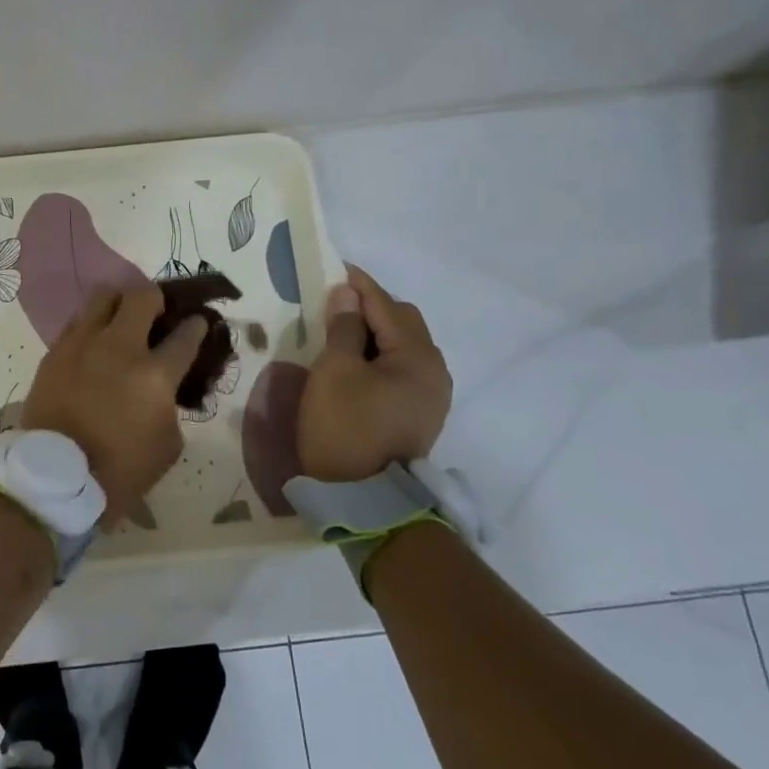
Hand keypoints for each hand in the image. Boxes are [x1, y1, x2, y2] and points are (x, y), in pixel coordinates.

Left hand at [21, 286, 207, 525]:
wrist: (55, 478)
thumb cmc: (119, 470)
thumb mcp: (167, 446)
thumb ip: (171, 406)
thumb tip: (165, 388)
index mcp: (154, 375)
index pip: (185, 335)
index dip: (196, 325)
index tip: (198, 321)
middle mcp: (119, 348)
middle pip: (142, 297)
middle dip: (157, 299)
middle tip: (157, 314)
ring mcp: (82, 345)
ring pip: (103, 297)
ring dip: (119, 303)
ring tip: (121, 319)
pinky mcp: (54, 352)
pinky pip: (76, 322)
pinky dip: (90, 325)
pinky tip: (93, 341)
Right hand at [297, 265, 451, 481]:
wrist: (364, 500)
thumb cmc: (344, 428)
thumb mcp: (334, 372)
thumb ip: (343, 328)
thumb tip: (347, 293)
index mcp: (418, 357)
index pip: (386, 306)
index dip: (359, 285)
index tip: (335, 269)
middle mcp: (435, 371)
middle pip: (403, 322)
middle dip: (370, 307)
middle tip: (333, 303)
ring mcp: (432, 395)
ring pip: (404, 346)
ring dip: (375, 332)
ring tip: (341, 331)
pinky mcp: (420, 413)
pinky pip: (403, 368)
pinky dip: (380, 355)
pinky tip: (356, 361)